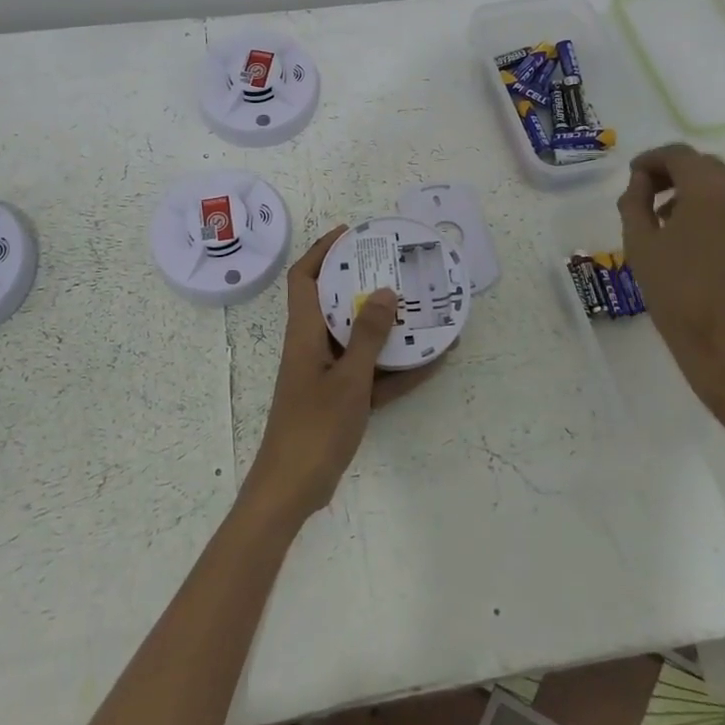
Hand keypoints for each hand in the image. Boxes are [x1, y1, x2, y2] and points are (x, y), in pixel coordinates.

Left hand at [244, 225, 441, 522]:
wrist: (291, 490)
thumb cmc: (314, 428)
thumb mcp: (348, 379)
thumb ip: (367, 336)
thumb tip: (387, 292)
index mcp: (304, 333)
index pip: (304, 278)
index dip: (322, 251)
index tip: (350, 234)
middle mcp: (313, 346)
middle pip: (336, 303)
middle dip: (365, 283)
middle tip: (398, 268)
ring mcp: (326, 374)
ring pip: (358, 339)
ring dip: (388, 327)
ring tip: (424, 309)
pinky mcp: (340, 400)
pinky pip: (371, 374)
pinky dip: (396, 368)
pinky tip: (432, 361)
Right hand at [617, 144, 724, 429]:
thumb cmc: (678, 292)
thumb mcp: (640, 243)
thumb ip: (635, 201)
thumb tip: (641, 182)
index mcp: (711, 188)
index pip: (677, 154)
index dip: (650, 160)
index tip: (631, 178)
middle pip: (703, 166)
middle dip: (672, 174)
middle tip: (645, 196)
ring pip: (723, 185)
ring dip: (694, 191)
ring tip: (666, 220)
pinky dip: (714, 209)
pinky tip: (694, 238)